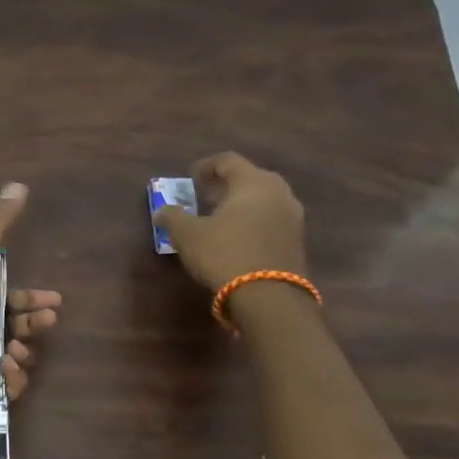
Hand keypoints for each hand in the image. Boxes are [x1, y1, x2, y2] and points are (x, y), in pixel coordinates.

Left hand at [0, 182, 61, 406]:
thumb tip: (20, 185)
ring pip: (16, 356)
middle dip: (35, 324)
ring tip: (16, 350)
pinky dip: (13, 378)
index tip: (53, 301)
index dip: (33, 299)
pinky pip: (8, 386)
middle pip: (17, 326)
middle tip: (45, 322)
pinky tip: (5, 368)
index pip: (10, 298)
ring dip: (25, 351)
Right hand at [157, 153, 308, 293]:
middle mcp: (278, 192)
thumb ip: (172, 217)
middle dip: (228, 184)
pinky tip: (239, 236)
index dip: (207, 166)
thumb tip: (161, 211)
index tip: (191, 177)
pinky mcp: (298, 240)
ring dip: (243, 203)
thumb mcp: (187, 235)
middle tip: (208, 195)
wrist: (269, 296)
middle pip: (252, 177)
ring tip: (222, 217)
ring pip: (265, 199)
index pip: (229, 161)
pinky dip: (255, 220)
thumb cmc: (224, 254)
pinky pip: (273, 219)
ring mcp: (293, 217)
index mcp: (252, 182)